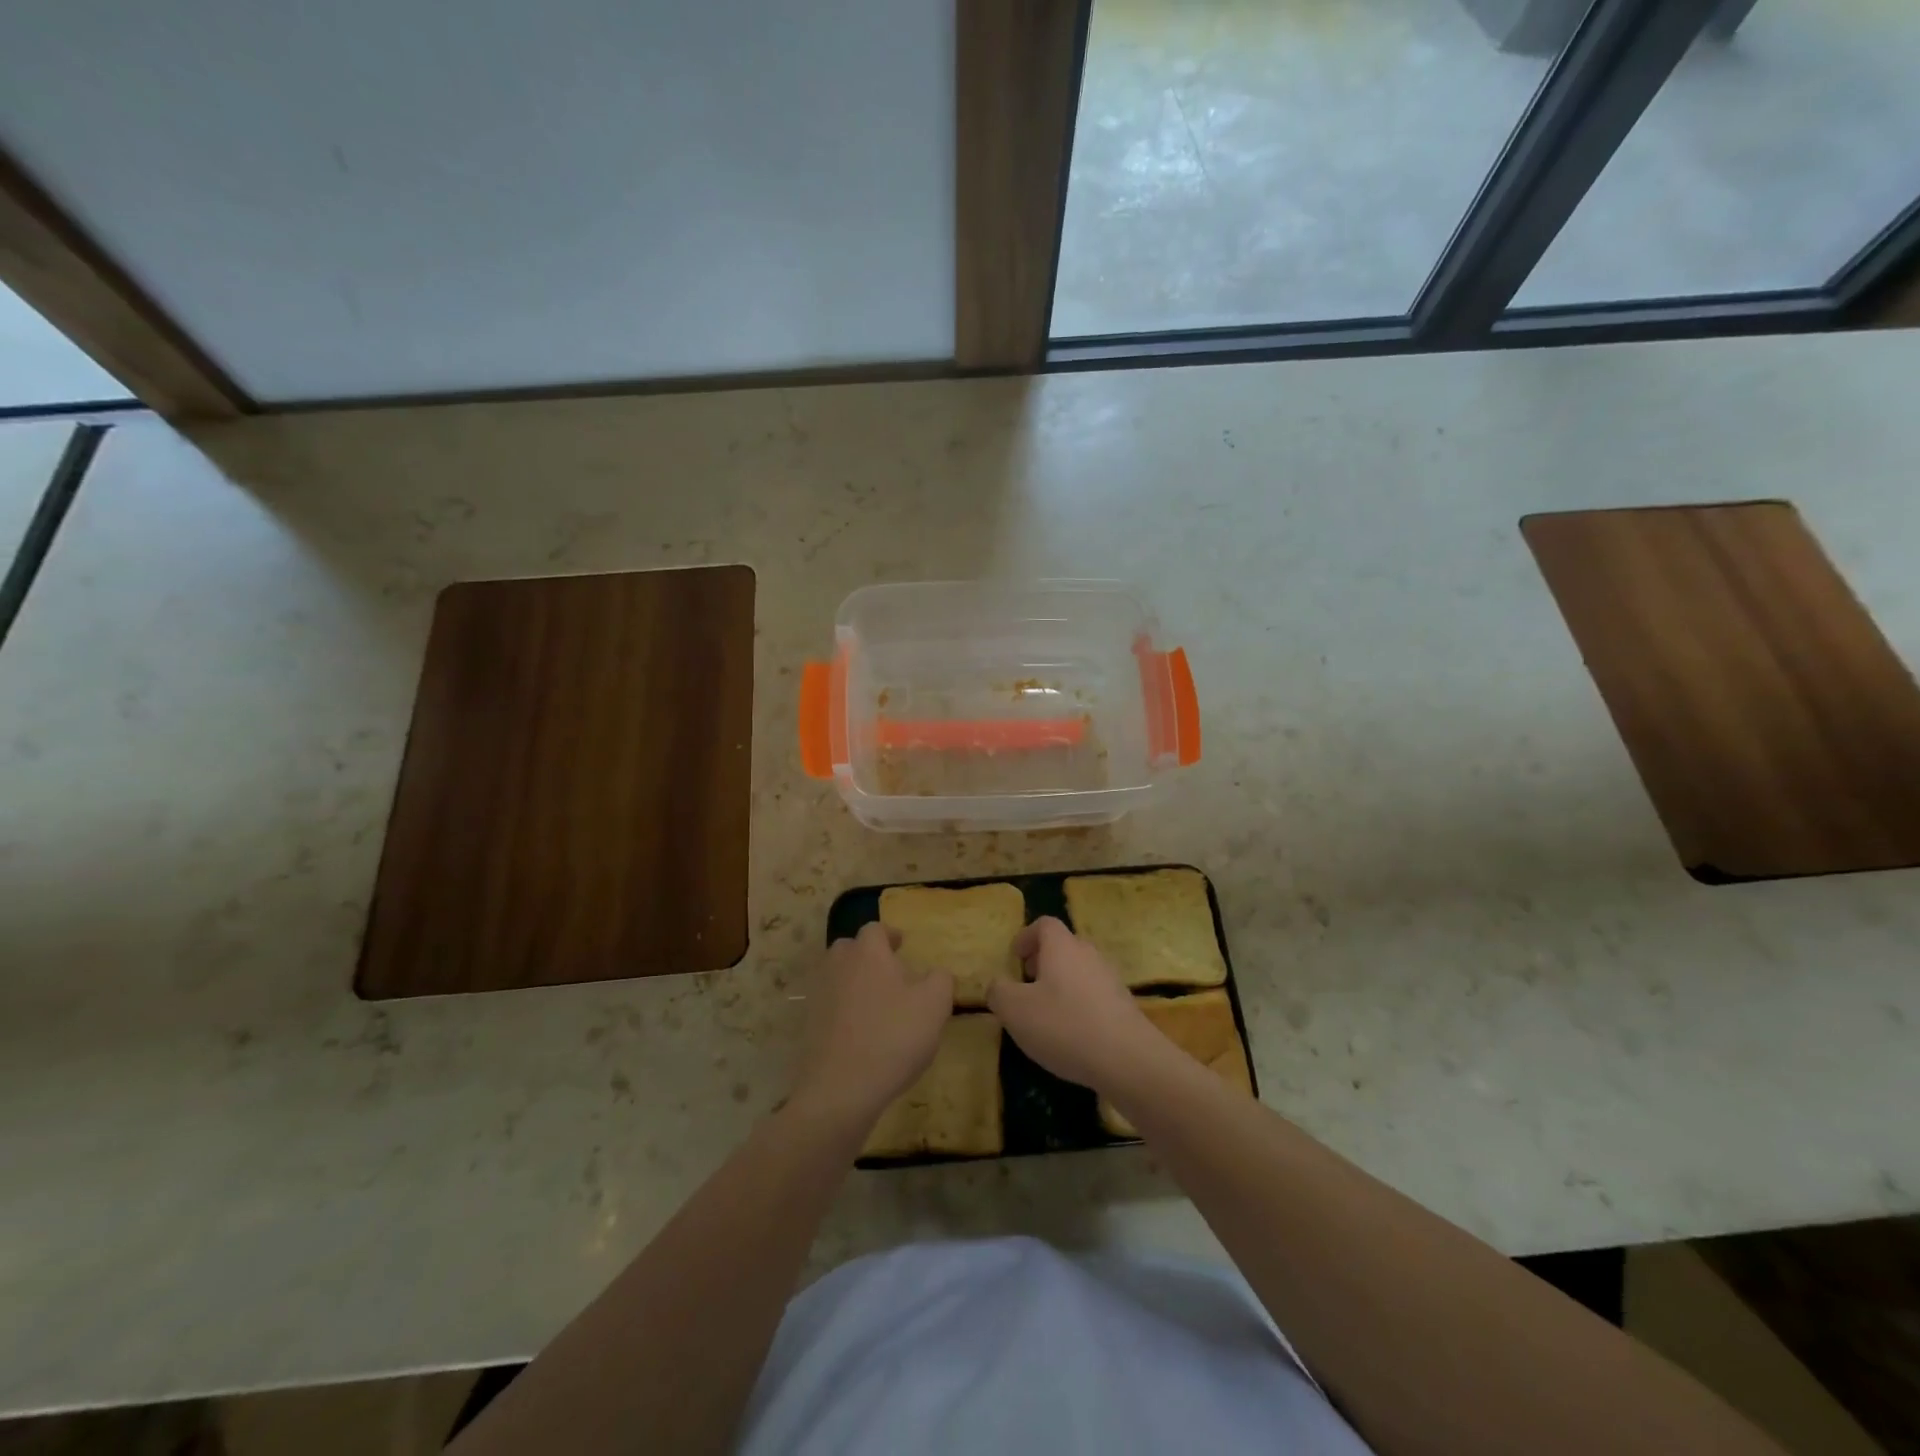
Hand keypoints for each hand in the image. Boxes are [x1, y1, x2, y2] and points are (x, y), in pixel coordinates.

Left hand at [788, 923, 953, 1126]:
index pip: (875, 929)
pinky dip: (842, 1009)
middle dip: (868, 956)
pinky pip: (829, 1005)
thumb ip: (941, 980)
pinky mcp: (807, 1023)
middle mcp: (838, 964)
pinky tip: (860, 1031)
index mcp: (868, 952)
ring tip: (876, 1003)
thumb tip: (937, 973)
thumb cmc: (893, 1037)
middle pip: (851, 948)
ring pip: (837, 975)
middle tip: (890, 974)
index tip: (902, 946)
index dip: (890, 935)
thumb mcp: (934, 1006)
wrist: (840, 1088)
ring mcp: (818, 994)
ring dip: (854, 982)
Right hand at [988, 917, 1158, 1094]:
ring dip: (1061, 984)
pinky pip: (1094, 995)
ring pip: (1080, 971)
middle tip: (1026, 985)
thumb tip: (997, 985)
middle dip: (1043, 962)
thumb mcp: (1015, 1010)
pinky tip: (1071, 1035)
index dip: (1026, 936)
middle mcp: (1088, 954)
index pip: (1044, 924)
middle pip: (1064, 947)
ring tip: (1046, 1014)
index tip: (1015, 958)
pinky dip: (1079, 1005)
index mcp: (1062, 947)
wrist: (1128, 1059)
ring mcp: (1110, 979)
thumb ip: (999, 992)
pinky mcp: (1124, 1005)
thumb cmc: (1064, 1025)